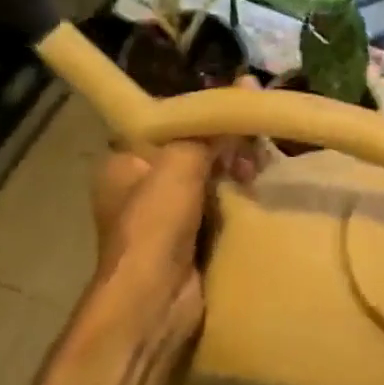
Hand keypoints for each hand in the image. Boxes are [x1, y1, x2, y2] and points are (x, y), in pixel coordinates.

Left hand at [89, 124, 260, 358]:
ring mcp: (166, 217)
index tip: (235, 108)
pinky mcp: (191, 241)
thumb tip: (247, 81)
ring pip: (210, 178)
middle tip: (254, 144)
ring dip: (235, 171)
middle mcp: (141, 187)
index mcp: (124, 163)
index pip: (166, 123)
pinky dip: (238, 198)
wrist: (155, 303)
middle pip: (192, 150)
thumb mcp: (181, 162)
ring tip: (259, 169)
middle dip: (225, 145)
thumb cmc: (156, 224)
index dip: (200, 115)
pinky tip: (259, 189)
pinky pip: (220, 207)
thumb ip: (211, 126)